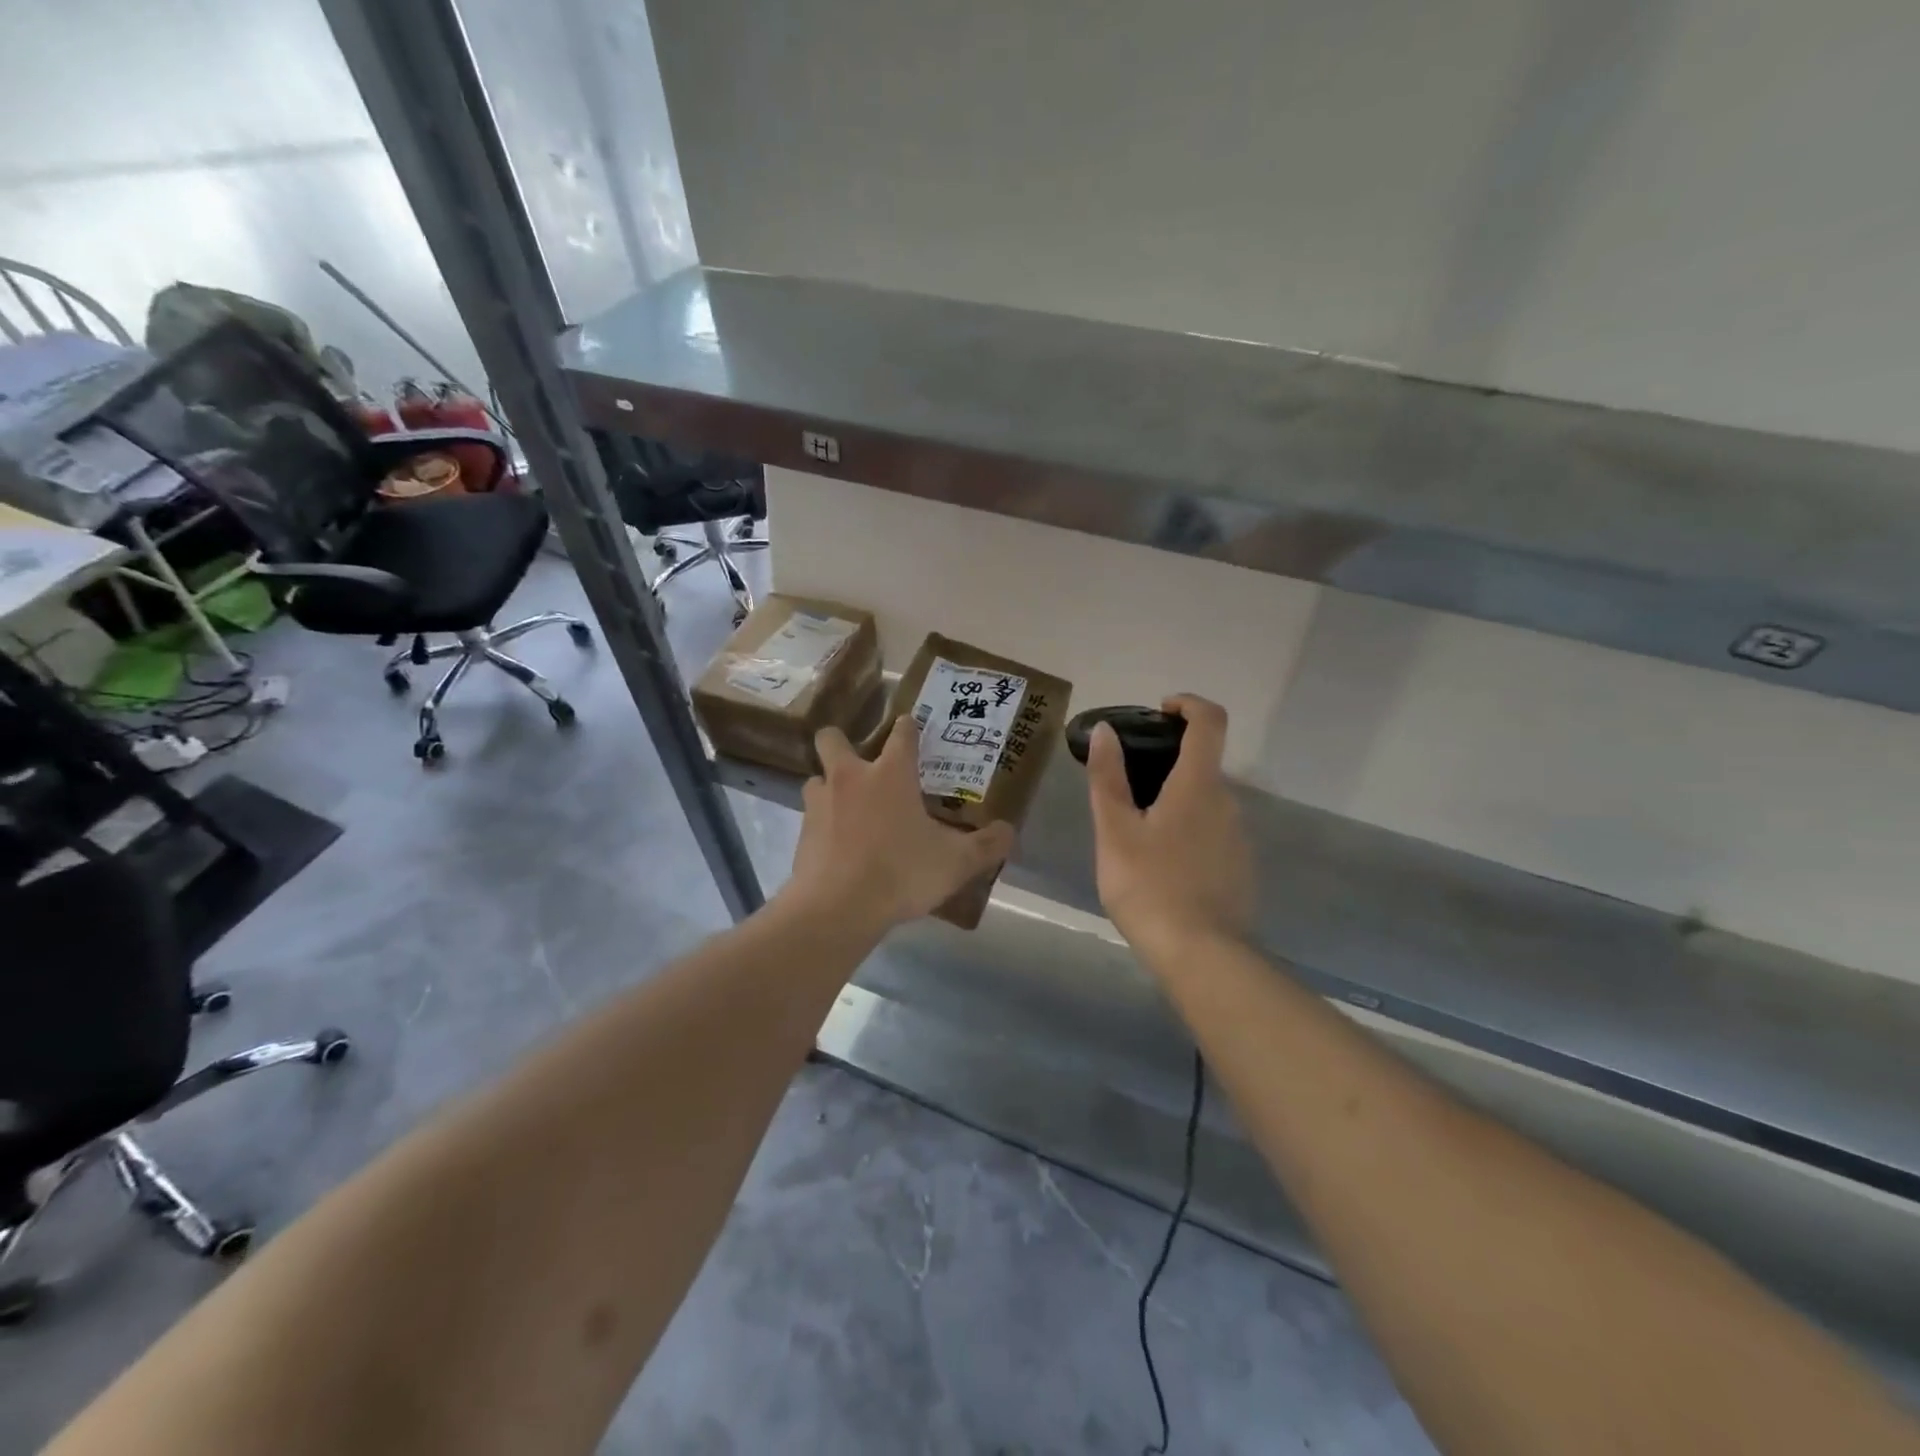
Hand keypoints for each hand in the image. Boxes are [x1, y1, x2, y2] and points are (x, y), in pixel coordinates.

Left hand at [785, 718, 1017, 930]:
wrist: (836, 908)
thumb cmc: (901, 873)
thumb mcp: (956, 863)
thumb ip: (987, 846)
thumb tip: (1008, 832)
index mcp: (890, 774)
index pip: (901, 733)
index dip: (908, 727)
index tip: (912, 729)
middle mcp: (850, 778)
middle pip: (833, 738)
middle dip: (842, 742)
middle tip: (863, 764)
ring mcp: (819, 804)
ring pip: (816, 778)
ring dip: (830, 787)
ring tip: (849, 808)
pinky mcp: (801, 834)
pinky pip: (811, 817)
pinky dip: (823, 825)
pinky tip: (839, 846)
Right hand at [1087, 694, 1252, 960]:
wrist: (1201, 955)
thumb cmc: (1149, 886)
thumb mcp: (1115, 830)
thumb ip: (1108, 777)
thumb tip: (1106, 730)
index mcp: (1199, 785)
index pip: (1209, 721)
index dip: (1188, 704)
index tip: (1160, 711)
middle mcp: (1228, 802)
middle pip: (1203, 764)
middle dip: (1168, 762)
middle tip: (1126, 787)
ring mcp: (1238, 837)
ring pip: (1206, 802)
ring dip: (1175, 801)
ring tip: (1136, 832)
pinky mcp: (1240, 867)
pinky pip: (1212, 832)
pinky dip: (1188, 830)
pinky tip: (1160, 865)